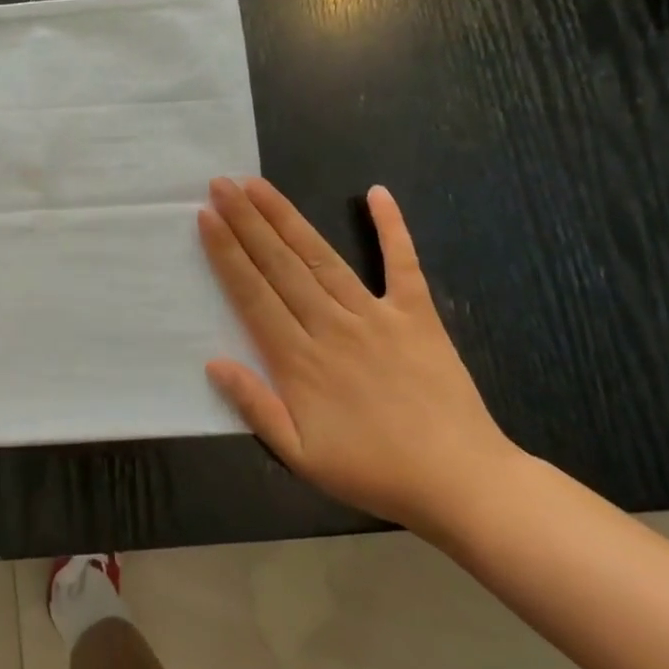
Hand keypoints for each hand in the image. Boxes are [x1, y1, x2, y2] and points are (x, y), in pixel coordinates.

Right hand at [198, 177, 520, 537]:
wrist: (462, 484)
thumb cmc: (374, 471)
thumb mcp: (301, 456)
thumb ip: (256, 407)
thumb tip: (213, 362)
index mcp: (300, 360)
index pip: (253, 294)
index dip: (227, 253)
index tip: (206, 216)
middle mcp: (332, 326)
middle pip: (280, 265)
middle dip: (246, 221)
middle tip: (221, 184)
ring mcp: (376, 316)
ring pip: (321, 257)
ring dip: (287, 218)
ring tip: (259, 185)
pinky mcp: (417, 315)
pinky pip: (403, 264)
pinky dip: (392, 228)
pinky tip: (377, 194)